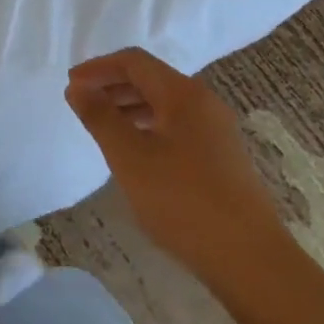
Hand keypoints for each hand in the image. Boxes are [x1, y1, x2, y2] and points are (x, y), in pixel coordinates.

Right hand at [65, 48, 284, 277]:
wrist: (252, 262)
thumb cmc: (183, 201)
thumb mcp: (130, 157)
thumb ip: (100, 117)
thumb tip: (77, 88)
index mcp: (183, 93)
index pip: (134, 62)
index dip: (98, 68)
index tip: (71, 86)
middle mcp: (203, 102)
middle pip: (150, 78)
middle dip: (112, 86)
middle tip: (82, 104)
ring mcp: (217, 130)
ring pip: (164, 104)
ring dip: (129, 107)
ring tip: (103, 128)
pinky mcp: (222, 157)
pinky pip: (177, 126)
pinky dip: (148, 127)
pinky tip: (136, 153)